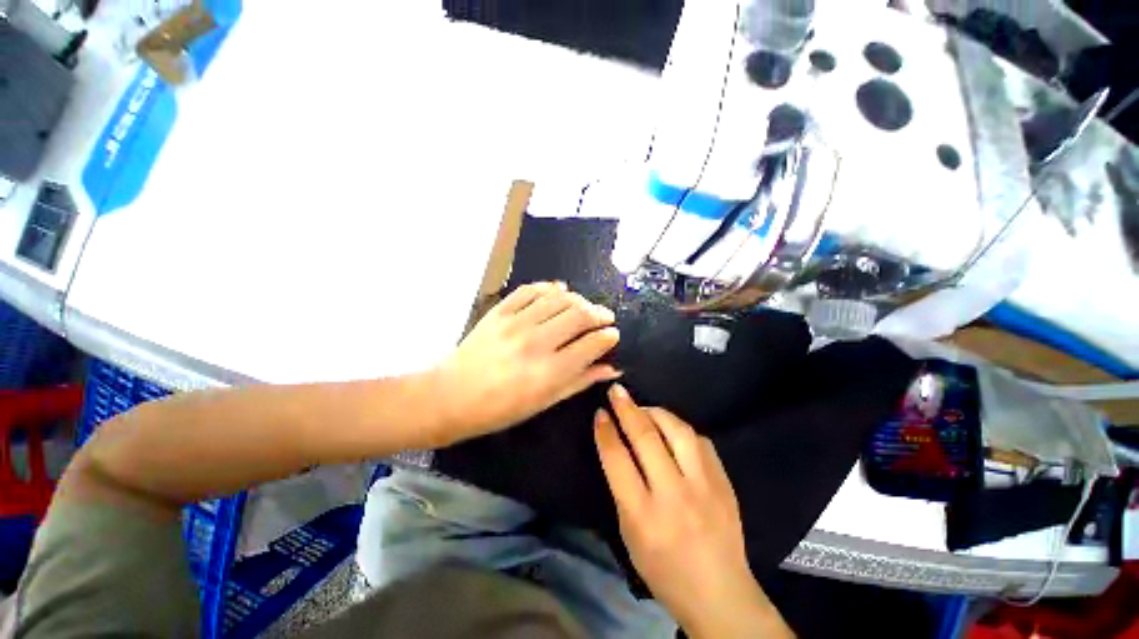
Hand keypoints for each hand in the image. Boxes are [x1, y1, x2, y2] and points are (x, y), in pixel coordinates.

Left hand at [432, 282, 620, 443]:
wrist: (451, 396)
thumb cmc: (501, 408)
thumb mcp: (545, 402)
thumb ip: (580, 381)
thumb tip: (611, 368)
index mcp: (550, 372)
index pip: (591, 344)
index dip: (608, 336)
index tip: (613, 334)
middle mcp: (536, 343)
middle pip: (579, 315)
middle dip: (599, 313)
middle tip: (605, 316)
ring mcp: (516, 323)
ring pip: (559, 298)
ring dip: (578, 299)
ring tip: (584, 306)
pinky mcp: (499, 311)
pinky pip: (530, 290)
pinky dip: (549, 287)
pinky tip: (558, 290)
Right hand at [594, 385, 793, 638]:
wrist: (719, 593)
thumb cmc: (663, 569)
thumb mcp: (629, 534)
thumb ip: (623, 488)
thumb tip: (617, 445)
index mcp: (644, 515)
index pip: (618, 460)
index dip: (606, 431)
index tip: (600, 413)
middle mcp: (674, 495)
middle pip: (646, 438)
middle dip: (627, 409)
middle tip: (617, 391)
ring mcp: (704, 486)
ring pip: (678, 431)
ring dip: (656, 412)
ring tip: (643, 407)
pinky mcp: (724, 482)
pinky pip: (699, 441)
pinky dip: (681, 430)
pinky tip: (672, 430)